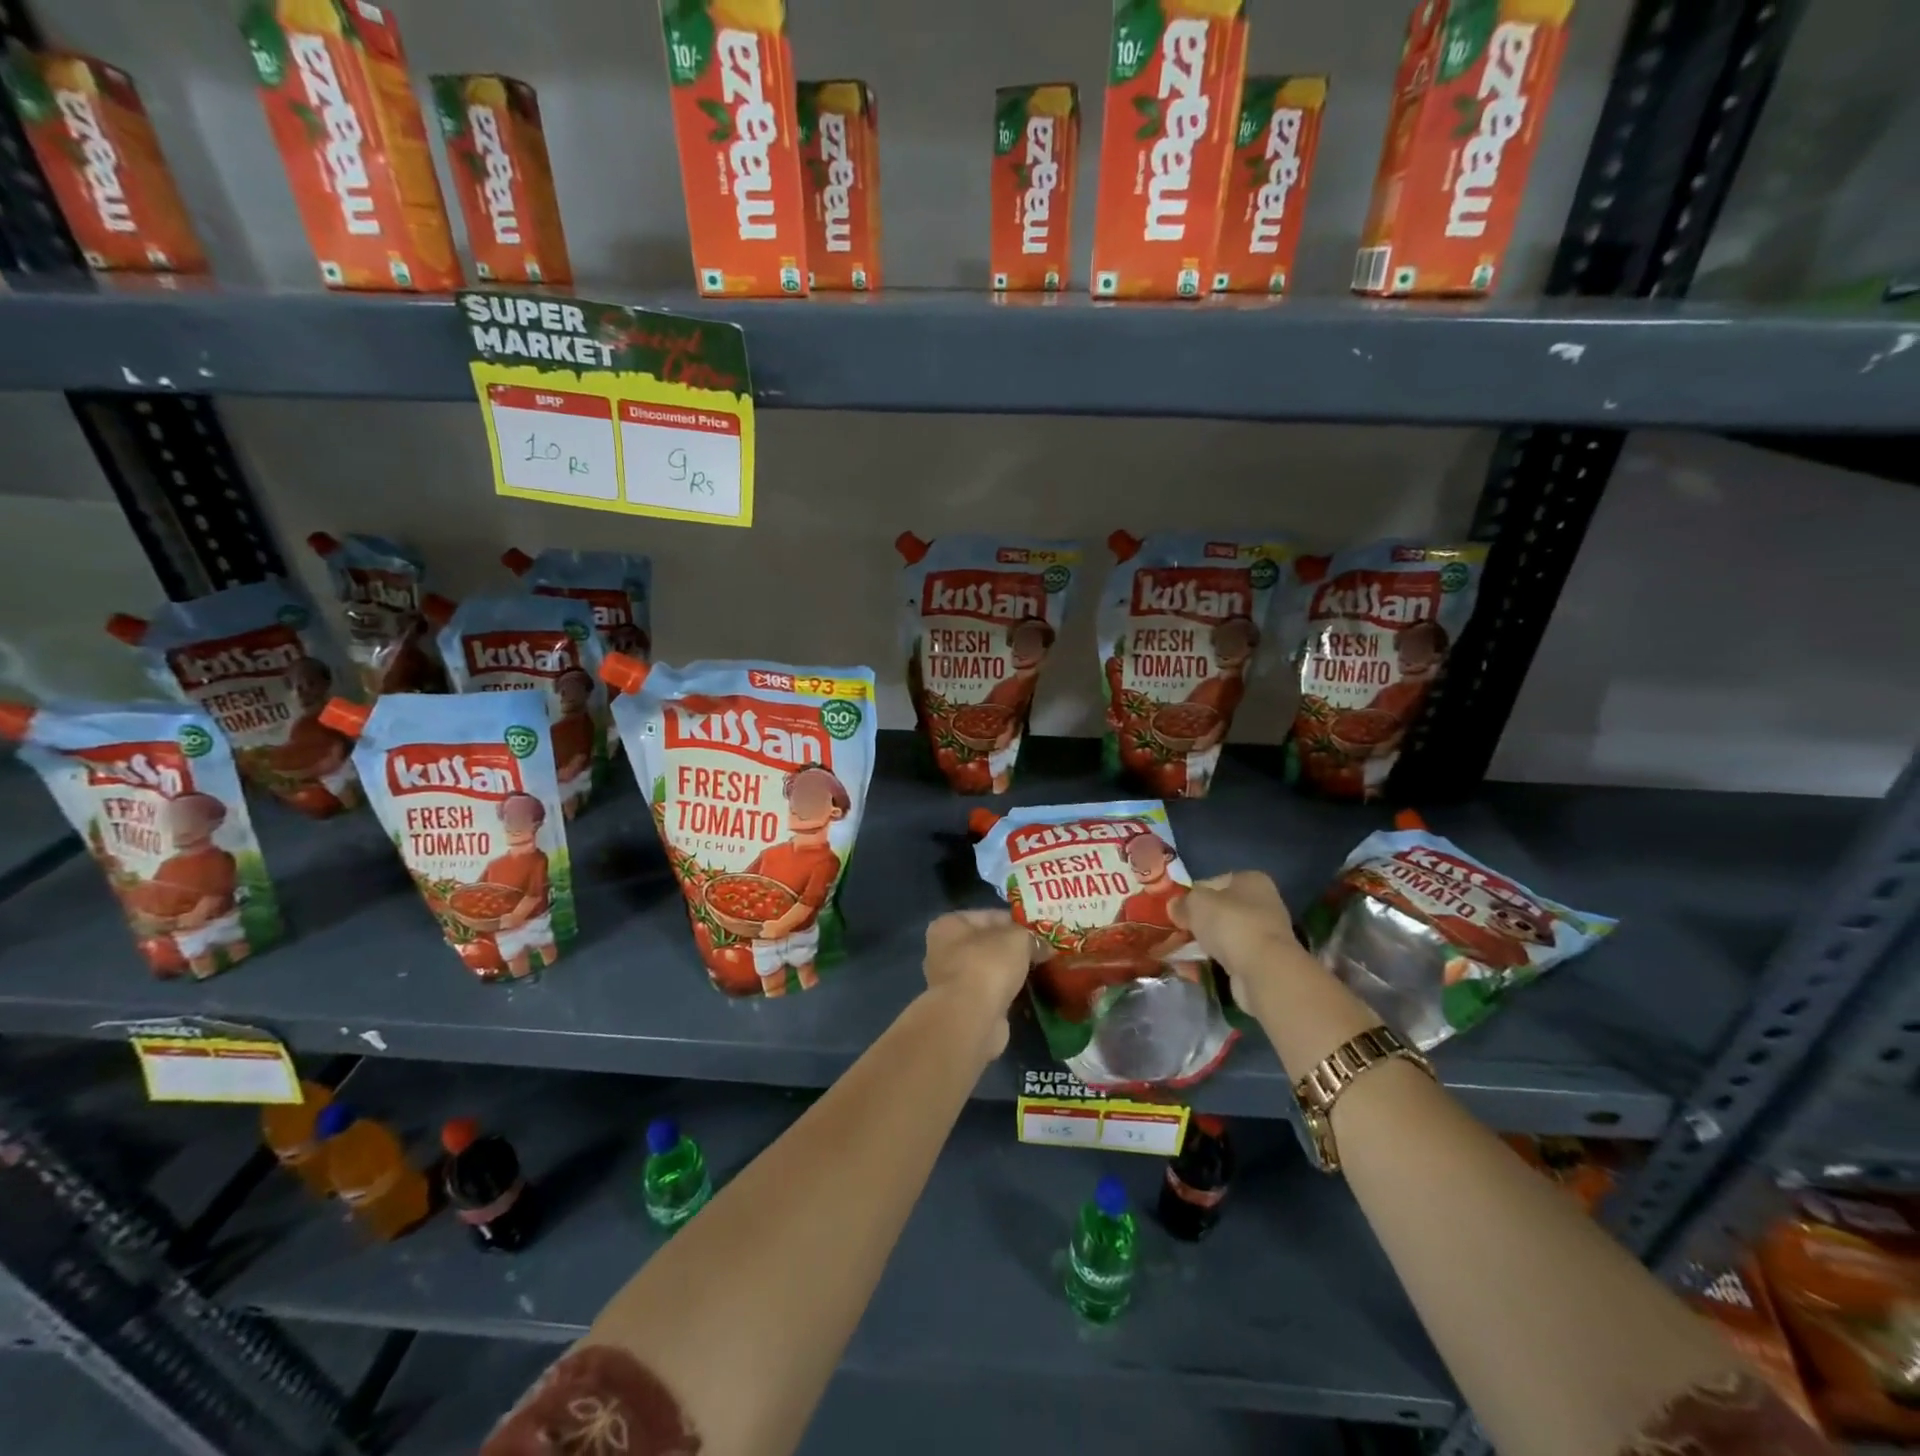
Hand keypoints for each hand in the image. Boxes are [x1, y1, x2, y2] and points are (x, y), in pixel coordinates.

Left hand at [922, 910, 1036, 1060]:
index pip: (988, 916)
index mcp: (949, 925)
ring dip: (1012, 972)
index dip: (1016, 921)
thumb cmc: (988, 964)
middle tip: (1043, 950)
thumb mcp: (1017, 938)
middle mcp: (945, 951)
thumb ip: (1031, 937)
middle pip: (988, 943)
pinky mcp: (965, 1008)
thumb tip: (1043, 946)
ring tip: (1041, 970)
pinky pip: (993, 992)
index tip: (1039, 930)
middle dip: (1014, 948)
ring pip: (990, 970)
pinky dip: (1009, 992)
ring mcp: (953, 982)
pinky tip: (1030, 992)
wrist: (972, 1018)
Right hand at [1171, 872, 1317, 1019]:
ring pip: (1222, 936)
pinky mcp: (1261, 962)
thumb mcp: (1196, 903)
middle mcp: (1262, 904)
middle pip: (1218, 911)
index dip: (1192, 895)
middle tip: (1176, 933)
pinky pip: (1228, 958)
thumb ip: (1182, 902)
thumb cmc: (1231, 924)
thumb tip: (1175, 907)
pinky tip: (1192, 969)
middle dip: (1196, 923)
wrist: (1264, 971)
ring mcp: (1263, 935)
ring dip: (1202, 944)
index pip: (1213, 882)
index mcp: (1251, 881)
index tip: (1176, 911)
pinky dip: (1211, 962)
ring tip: (1178, 954)